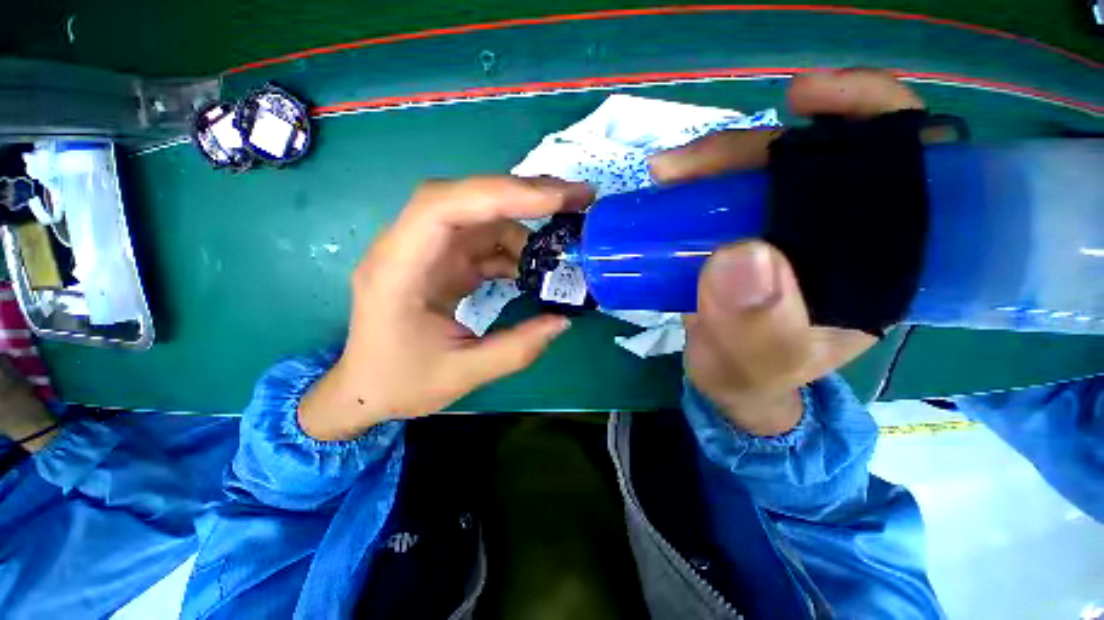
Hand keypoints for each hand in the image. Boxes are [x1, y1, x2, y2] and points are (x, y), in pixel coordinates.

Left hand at [300, 176, 593, 439]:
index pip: (443, 208)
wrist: (366, 388)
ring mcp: (428, 252)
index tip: (555, 200)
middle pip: (468, 199)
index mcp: (399, 270)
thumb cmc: (400, 382)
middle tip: (577, 198)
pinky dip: (516, 249)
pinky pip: (484, 241)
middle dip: (525, 194)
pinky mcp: (443, 262)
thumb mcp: (463, 373)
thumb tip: (563, 320)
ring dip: (526, 222)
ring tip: (565, 237)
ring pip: (482, 217)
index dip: (500, 194)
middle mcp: (409, 248)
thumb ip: (517, 349)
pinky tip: (538, 266)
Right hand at [649, 69, 924, 435]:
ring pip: (760, 169)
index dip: (867, 114)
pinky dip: (698, 180)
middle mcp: (837, 231)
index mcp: (876, 260)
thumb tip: (741, 255)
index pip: (901, 164)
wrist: (726, 379)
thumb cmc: (755, 375)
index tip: (807, 99)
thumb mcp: (758, 363)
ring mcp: (784, 228)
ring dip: (713, 161)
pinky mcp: (743, 232)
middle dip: (752, 146)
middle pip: (811, 157)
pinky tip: (671, 183)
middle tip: (689, 164)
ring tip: (667, 173)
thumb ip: (757, 327)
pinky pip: (725, 192)